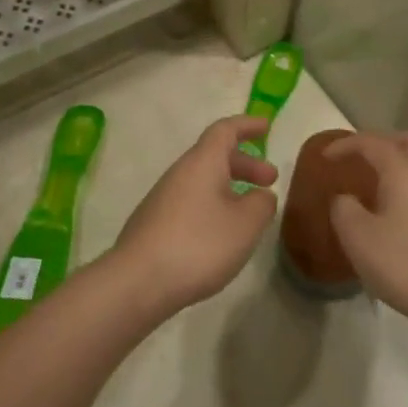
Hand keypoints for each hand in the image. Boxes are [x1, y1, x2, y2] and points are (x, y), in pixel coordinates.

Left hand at [109, 116, 277, 318]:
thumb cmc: (198, 244)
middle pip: (214, 155)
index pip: (225, 130)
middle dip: (245, 163)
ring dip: (229, 187)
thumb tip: (262, 195)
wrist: (138, 281)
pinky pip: (191, 201)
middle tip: (270, 180)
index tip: (267, 126)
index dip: (247, 125)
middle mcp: (180, 172)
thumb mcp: (245, 225)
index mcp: (202, 162)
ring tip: (250, 212)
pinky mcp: (155, 222)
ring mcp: (163, 197)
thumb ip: (261, 204)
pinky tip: (221, 234)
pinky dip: (213, 205)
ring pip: (203, 180)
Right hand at [327, 132, 407, 330]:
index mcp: (404, 170)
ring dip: (407, 164)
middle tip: (364, 159)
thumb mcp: (357, 238)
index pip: (371, 143)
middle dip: (384, 143)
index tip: (326, 156)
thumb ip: (344, 209)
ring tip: (387, 182)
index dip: (346, 145)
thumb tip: (346, 199)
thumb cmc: (405, 264)